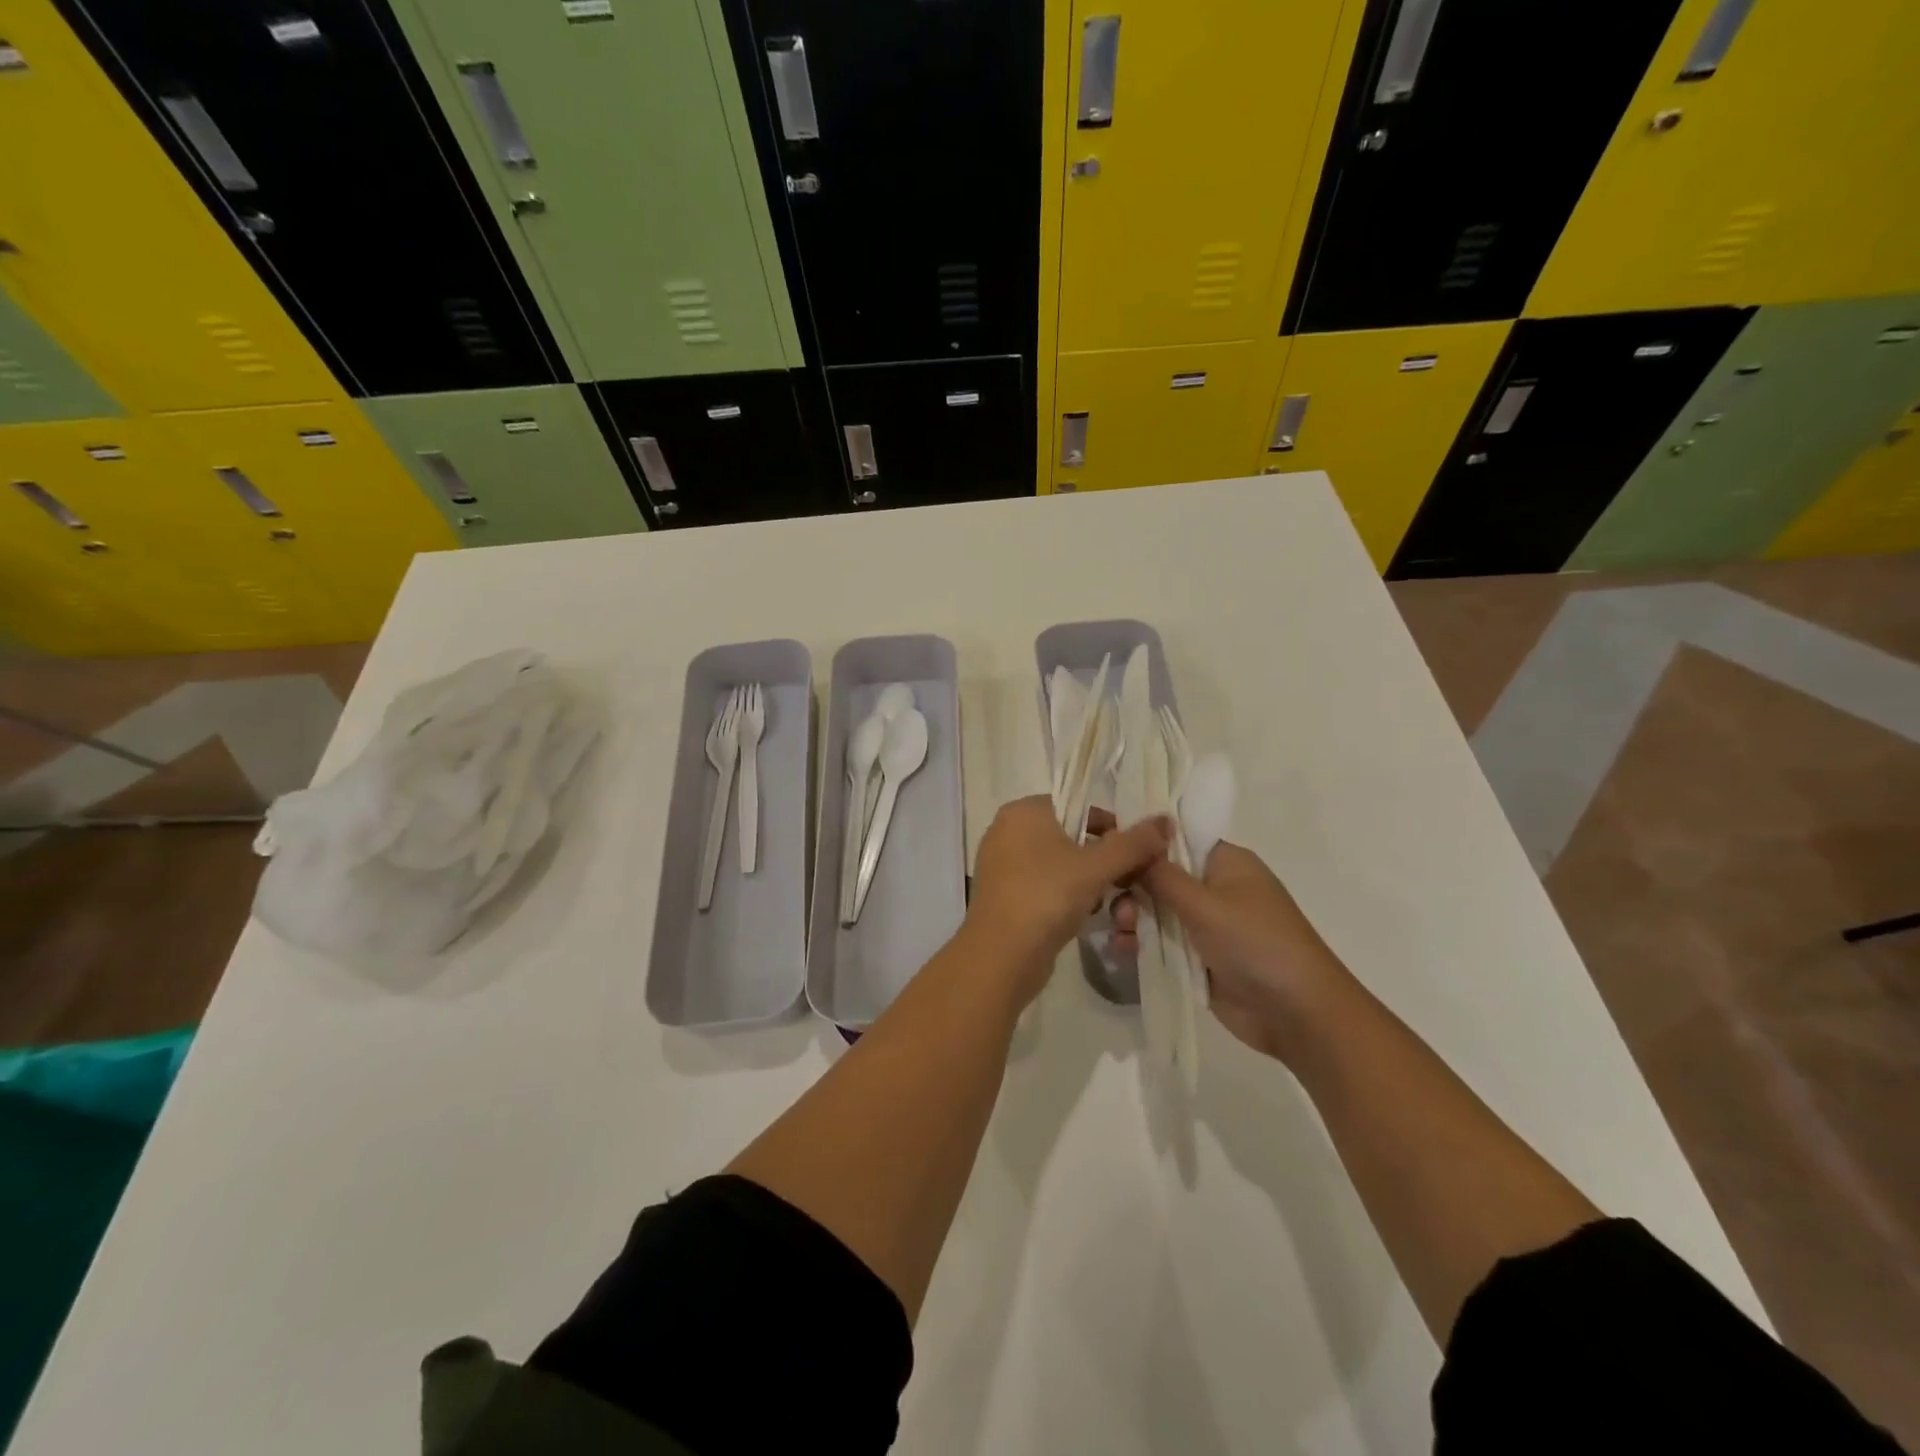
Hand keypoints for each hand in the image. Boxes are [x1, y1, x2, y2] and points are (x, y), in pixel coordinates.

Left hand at [964, 796, 1170, 1007]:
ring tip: (1116, 910)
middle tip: (1131, 885)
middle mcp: (1008, 831)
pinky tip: (1087, 918)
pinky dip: (1069, 899)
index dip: (1112, 828)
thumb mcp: (1096, 866)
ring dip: (1093, 885)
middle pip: (1071, 837)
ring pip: (1061, 866)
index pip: (1078, 806)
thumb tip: (1165, 821)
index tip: (1136, 854)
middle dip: (1106, 863)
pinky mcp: (1005, 896)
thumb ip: (1133, 843)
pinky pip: (1046, 887)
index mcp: (1023, 811)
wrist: (1000, 955)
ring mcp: (1003, 865)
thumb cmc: (1047, 896)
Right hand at [1116, 841, 1347, 1061]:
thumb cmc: (1256, 943)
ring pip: (1156, 910)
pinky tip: (1121, 948)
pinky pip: (1160, 941)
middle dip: (1133, 886)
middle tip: (1114, 900)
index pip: (1176, 839)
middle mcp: (1214, 888)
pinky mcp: (1198, 957)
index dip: (1142, 842)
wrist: (1297, 1014)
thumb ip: (1162, 876)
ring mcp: (1205, 924)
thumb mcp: (1205, 904)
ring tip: (1121, 931)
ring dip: (1134, 916)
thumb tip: (1131, 844)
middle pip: (1160, 875)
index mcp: (1225, 862)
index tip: (1108, 848)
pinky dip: (1140, 942)